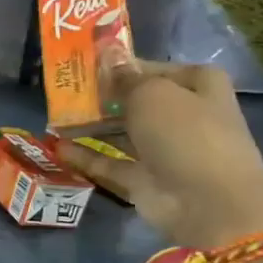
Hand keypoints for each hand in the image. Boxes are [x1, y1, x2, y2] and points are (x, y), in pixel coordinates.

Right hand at [57, 52, 262, 249]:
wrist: (208, 203)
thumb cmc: (186, 134)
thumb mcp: (153, 94)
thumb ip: (126, 78)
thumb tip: (110, 58)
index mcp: (199, 87)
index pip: (156, 69)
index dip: (126, 66)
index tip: (89, 65)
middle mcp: (183, 116)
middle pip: (136, 101)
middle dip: (103, 97)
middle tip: (65, 91)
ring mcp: (163, 150)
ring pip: (121, 132)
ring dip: (91, 125)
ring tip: (55, 117)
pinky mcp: (143, 179)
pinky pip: (109, 162)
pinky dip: (85, 155)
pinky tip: (57, 146)